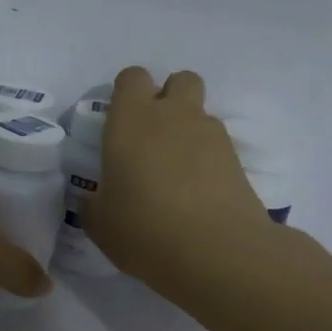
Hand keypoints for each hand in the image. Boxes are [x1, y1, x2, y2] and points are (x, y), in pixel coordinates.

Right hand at [89, 67, 268, 291]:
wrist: (217, 252)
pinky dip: (208, 159)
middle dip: (168, 98)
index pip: (131, 78)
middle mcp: (173, 115)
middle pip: (178, 80)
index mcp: (131, 120)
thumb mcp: (100, 223)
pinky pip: (218, 145)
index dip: (126, 94)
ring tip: (177, 172)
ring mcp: (211, 134)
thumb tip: (94, 199)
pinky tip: (198, 192)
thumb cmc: (144, 229)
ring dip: (188, 130)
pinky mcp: (238, 159)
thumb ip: (93, 203)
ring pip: (200, 113)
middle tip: (153, 136)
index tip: (119, 123)